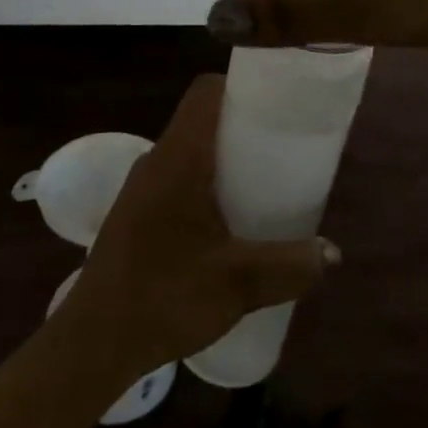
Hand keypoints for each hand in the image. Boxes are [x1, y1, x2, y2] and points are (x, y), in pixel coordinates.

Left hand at [65, 75, 338, 376]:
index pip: (205, 92)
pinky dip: (207, 183)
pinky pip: (178, 178)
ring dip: (225, 159)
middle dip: (243, 126)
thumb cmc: (165, 296)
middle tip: (283, 148)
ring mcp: (142, 187)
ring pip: (190, 151)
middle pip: (202, 120)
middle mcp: (157, 161)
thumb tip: (333, 254)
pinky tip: (229, 222)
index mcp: (178, 158)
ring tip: (264, 183)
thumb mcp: (239, 282)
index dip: (241, 86)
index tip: (277, 104)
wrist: (94, 341)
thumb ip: (290, 265)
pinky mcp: (136, 212)